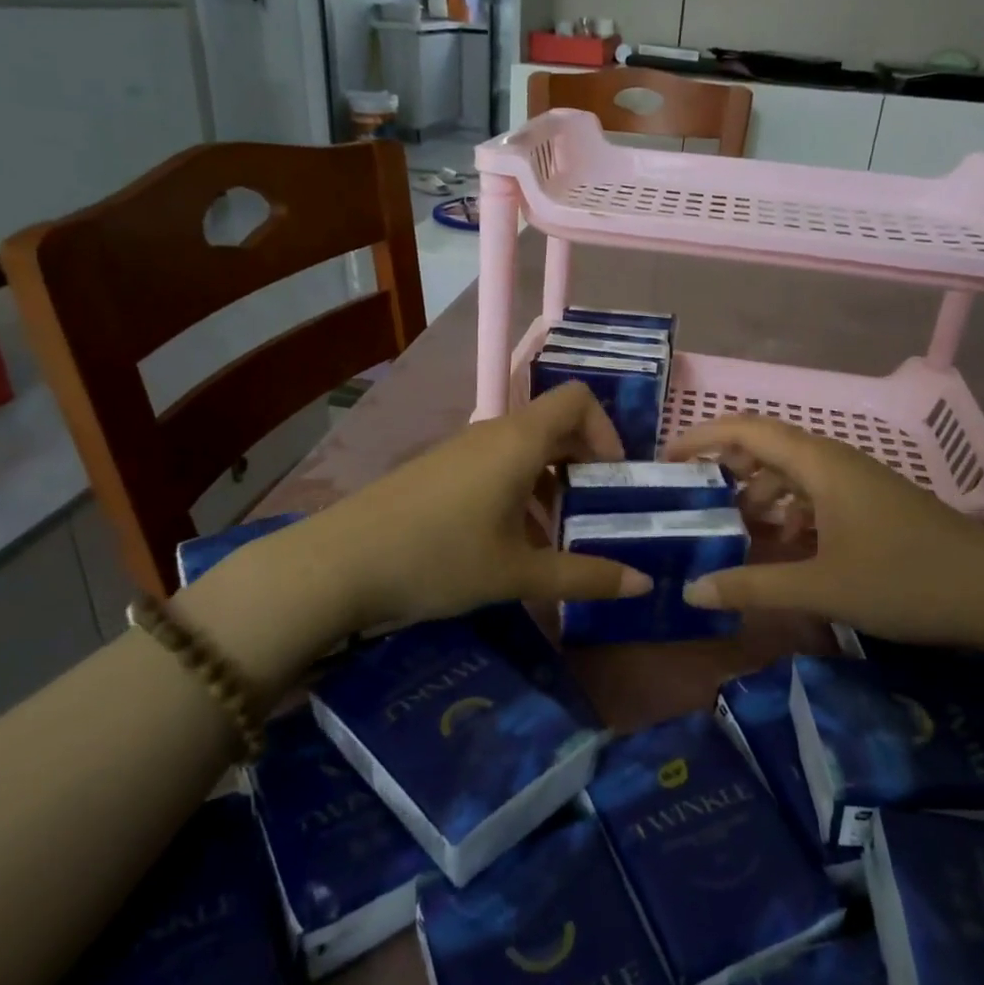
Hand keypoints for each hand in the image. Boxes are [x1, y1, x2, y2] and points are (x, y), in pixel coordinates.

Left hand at [260, 382, 650, 634]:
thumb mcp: (518, 573)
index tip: (613, 481)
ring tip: (557, 539)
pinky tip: (510, 544)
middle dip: (583, 465)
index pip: (577, 400)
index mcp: (519, 440)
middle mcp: (493, 433)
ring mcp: (460, 450)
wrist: (341, 562)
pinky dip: (518, 493)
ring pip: (523, 451)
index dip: (606, 431)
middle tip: (597, 514)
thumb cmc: (440, 558)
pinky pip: (494, 466)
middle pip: (554, 426)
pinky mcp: (438, 470)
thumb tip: (642, 584)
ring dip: (550, 484)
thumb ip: (585, 576)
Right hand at [664, 416, 983, 655]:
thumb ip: (753, 586)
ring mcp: (858, 482)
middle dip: (726, 467)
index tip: (667, 460)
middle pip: (767, 446)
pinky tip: (786, 545)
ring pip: (792, 472)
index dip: (702, 436)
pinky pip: (816, 493)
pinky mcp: (873, 504)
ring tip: (736, 529)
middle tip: (695, 500)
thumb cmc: (907, 581)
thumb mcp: (822, 587)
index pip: (746, 429)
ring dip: (759, 492)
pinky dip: (790, 511)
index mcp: (819, 464)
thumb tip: (693, 591)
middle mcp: (835, 461)